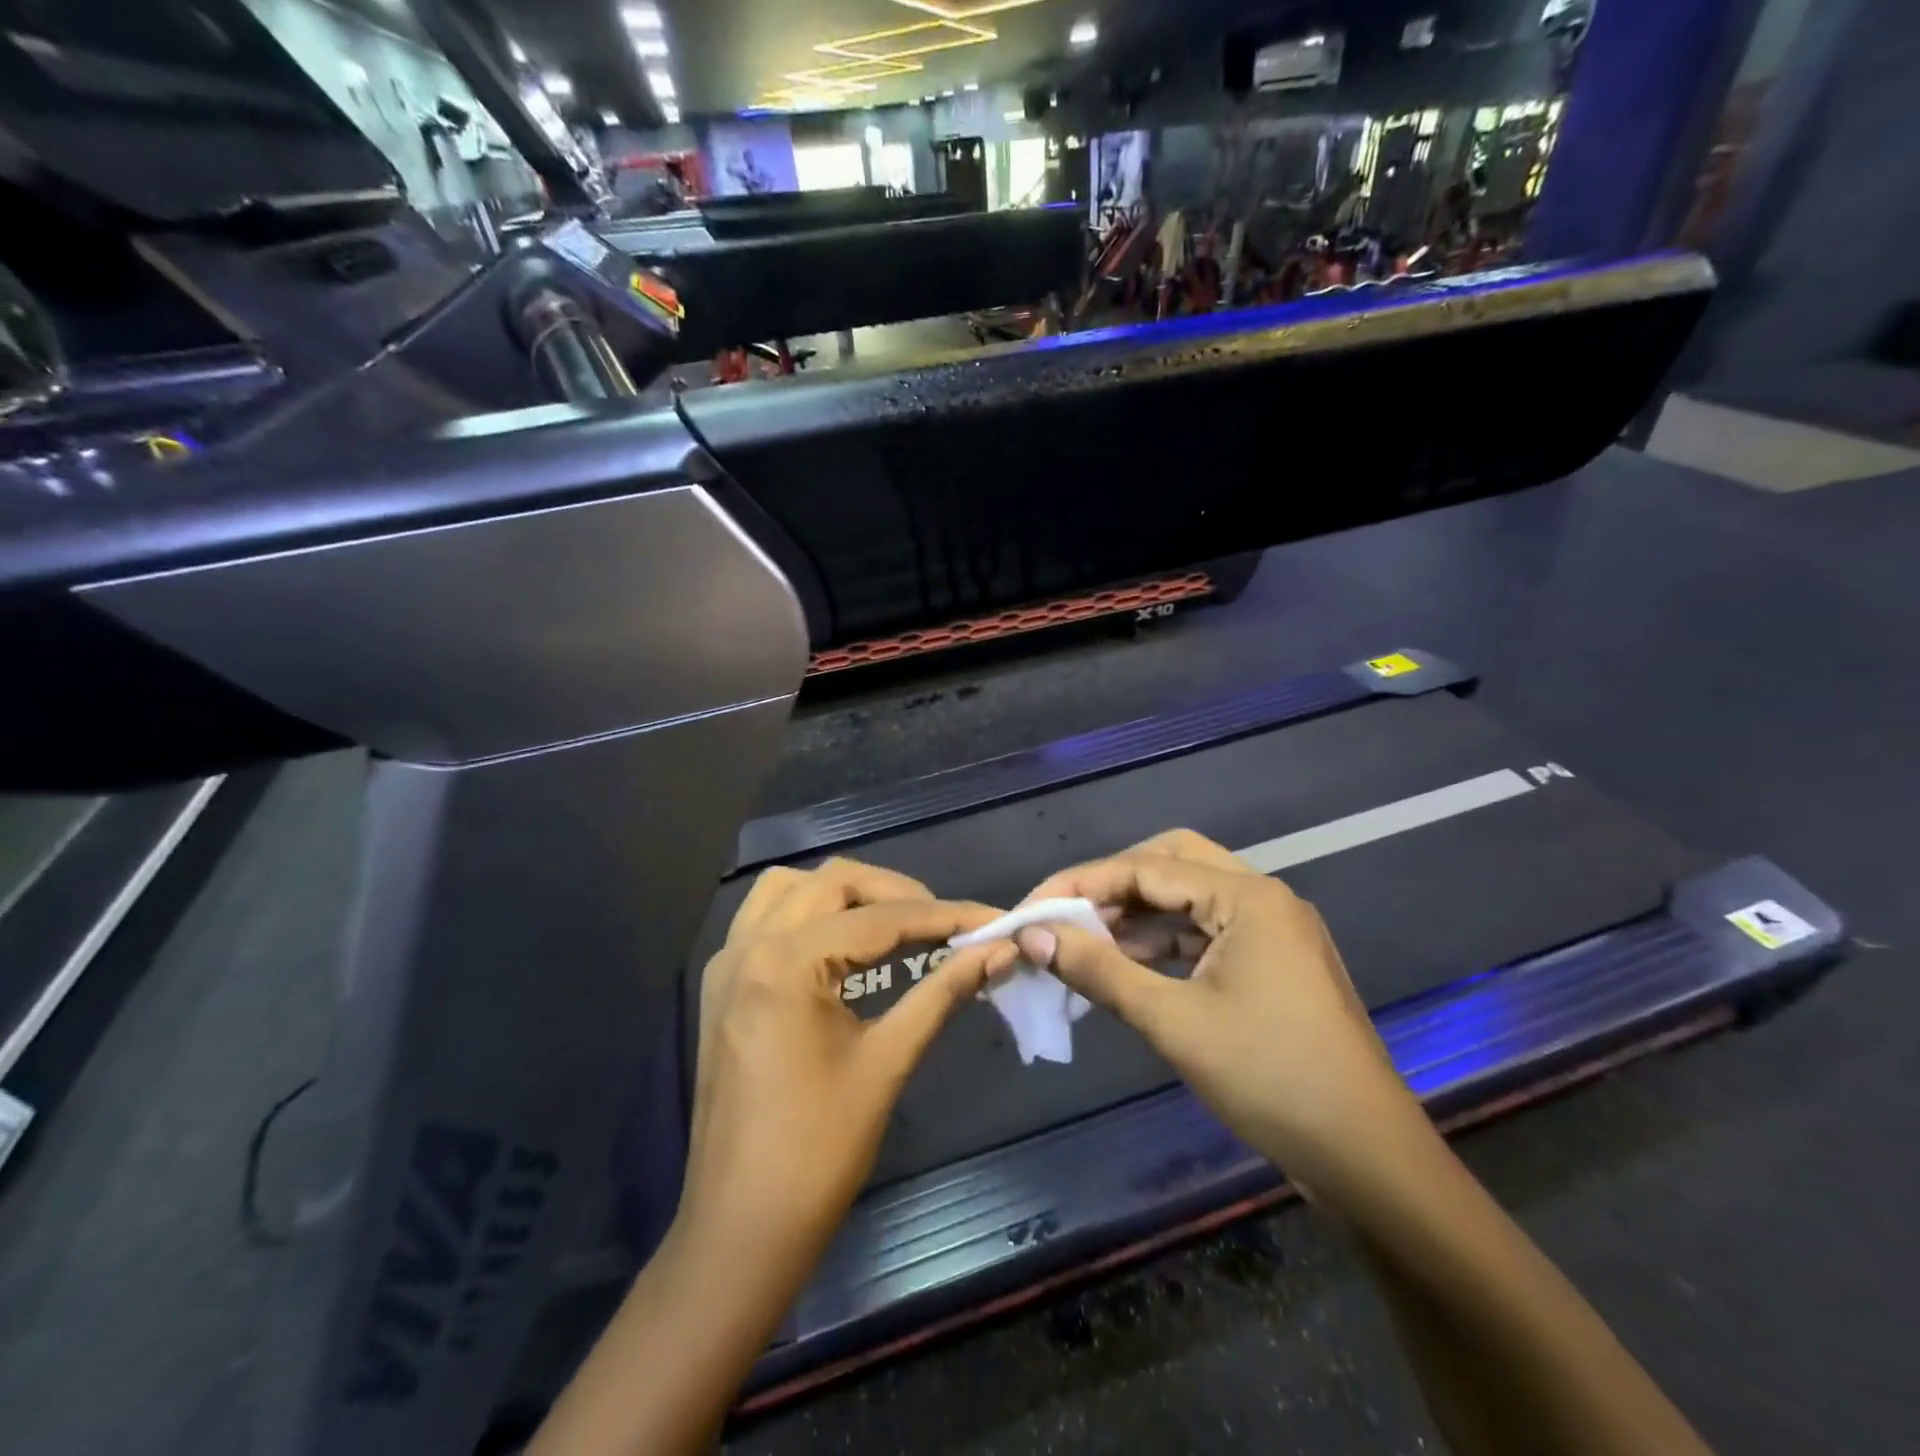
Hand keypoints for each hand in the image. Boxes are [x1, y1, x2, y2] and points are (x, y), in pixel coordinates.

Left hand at [679, 858, 1015, 1263]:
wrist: (741, 1229)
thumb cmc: (819, 1151)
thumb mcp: (888, 1061)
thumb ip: (943, 992)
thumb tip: (1001, 951)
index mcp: (786, 962)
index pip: (880, 919)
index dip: (944, 916)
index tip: (992, 917)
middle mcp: (748, 945)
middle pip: (832, 883)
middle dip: (895, 893)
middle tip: (943, 923)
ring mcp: (727, 964)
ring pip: (790, 889)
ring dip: (845, 894)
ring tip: (892, 924)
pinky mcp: (721, 986)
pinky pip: (764, 919)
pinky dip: (807, 914)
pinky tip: (840, 945)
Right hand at [1016, 830, 1424, 1191]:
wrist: (1367, 1160)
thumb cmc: (1271, 1080)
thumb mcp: (1173, 1022)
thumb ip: (1099, 970)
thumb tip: (1033, 935)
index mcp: (1247, 897)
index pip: (1145, 868)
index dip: (1079, 884)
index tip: (1029, 910)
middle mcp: (1262, 897)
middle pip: (1170, 862)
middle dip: (1112, 885)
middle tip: (1064, 916)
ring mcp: (1271, 929)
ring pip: (1188, 896)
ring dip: (1136, 913)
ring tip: (1084, 942)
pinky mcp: (1272, 960)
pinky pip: (1204, 929)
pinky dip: (1162, 940)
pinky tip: (1126, 964)